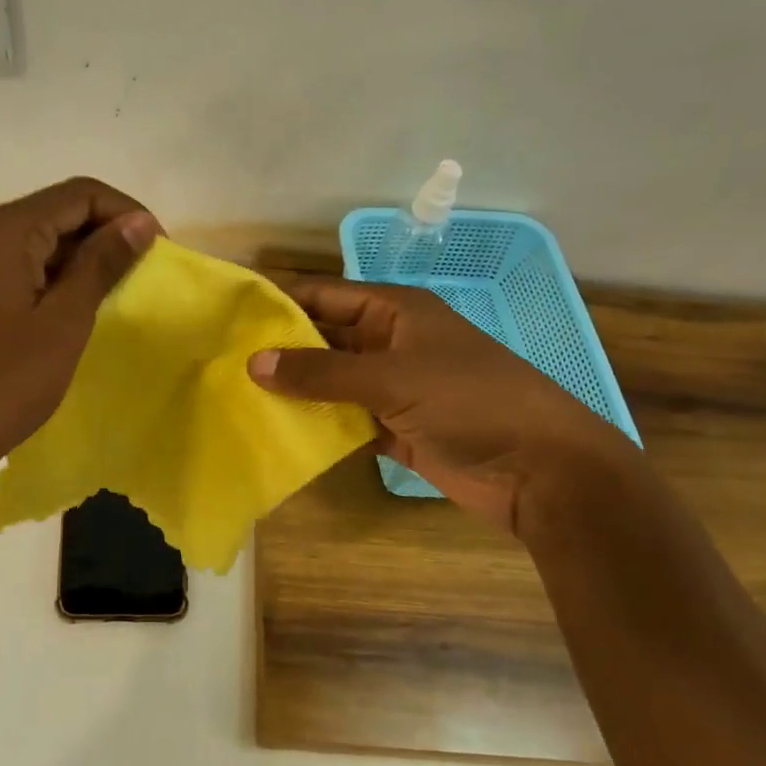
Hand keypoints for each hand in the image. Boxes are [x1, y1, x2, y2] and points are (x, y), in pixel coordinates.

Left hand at [0, 177, 159, 487]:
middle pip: (62, 210)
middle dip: (109, 233)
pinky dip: (62, 279)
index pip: (81, 193)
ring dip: (88, 258)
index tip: (159, 251)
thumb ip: (102, 264)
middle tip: (146, 274)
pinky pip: (29, 267)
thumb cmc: (2, 382)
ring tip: (123, 292)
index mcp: (8, 230)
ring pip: (47, 240)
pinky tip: (84, 309)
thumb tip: (140, 222)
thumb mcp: (64, 321)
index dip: (127, 213)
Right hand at [248, 276, 640, 534]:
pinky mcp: (397, 428)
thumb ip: (321, 371)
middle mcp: (391, 343)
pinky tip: (280, 431)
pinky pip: (346, 419)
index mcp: (396, 311)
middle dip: (281, 350)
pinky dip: (319, 425)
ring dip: (296, 391)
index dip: (281, 303)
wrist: (542, 470)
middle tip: (223, 364)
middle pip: (325, 339)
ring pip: (332, 382)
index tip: (230, 317)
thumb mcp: (392, 378)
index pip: (325, 296)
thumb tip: (253, 362)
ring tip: (239, 398)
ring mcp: (394, 388)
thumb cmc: (471, 402)